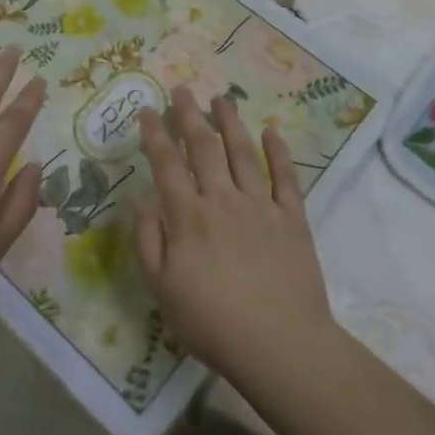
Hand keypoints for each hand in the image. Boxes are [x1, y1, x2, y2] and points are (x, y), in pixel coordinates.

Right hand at [135, 86, 337, 386]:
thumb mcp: (162, 289)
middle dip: (190, 115)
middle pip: (203, 147)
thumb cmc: (212, 322)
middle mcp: (222, 199)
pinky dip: (279, 152)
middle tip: (182, 90)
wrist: (279, 345)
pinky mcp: (292, 218)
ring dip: (230, 122)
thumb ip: (148, 240)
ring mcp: (260, 205)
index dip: (155, 135)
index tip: (147, 110)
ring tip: (221, 99)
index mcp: (188, 216)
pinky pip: (286, 177)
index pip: (166, 164)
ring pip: (242, 152)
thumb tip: (142, 199)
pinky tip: (272, 131)